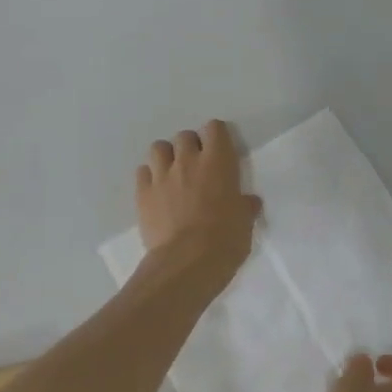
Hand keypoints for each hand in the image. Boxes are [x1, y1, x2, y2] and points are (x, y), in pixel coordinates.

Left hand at [135, 119, 261, 290]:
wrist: (187, 262)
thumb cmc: (225, 240)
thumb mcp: (245, 222)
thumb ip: (245, 206)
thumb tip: (249, 202)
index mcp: (218, 162)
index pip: (214, 128)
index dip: (216, 137)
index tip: (220, 152)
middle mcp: (188, 161)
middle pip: (184, 136)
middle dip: (190, 147)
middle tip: (197, 167)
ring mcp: (161, 176)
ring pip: (158, 148)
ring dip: (166, 157)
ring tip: (173, 174)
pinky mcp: (142, 194)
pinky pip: (142, 172)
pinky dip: (149, 177)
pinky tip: (157, 192)